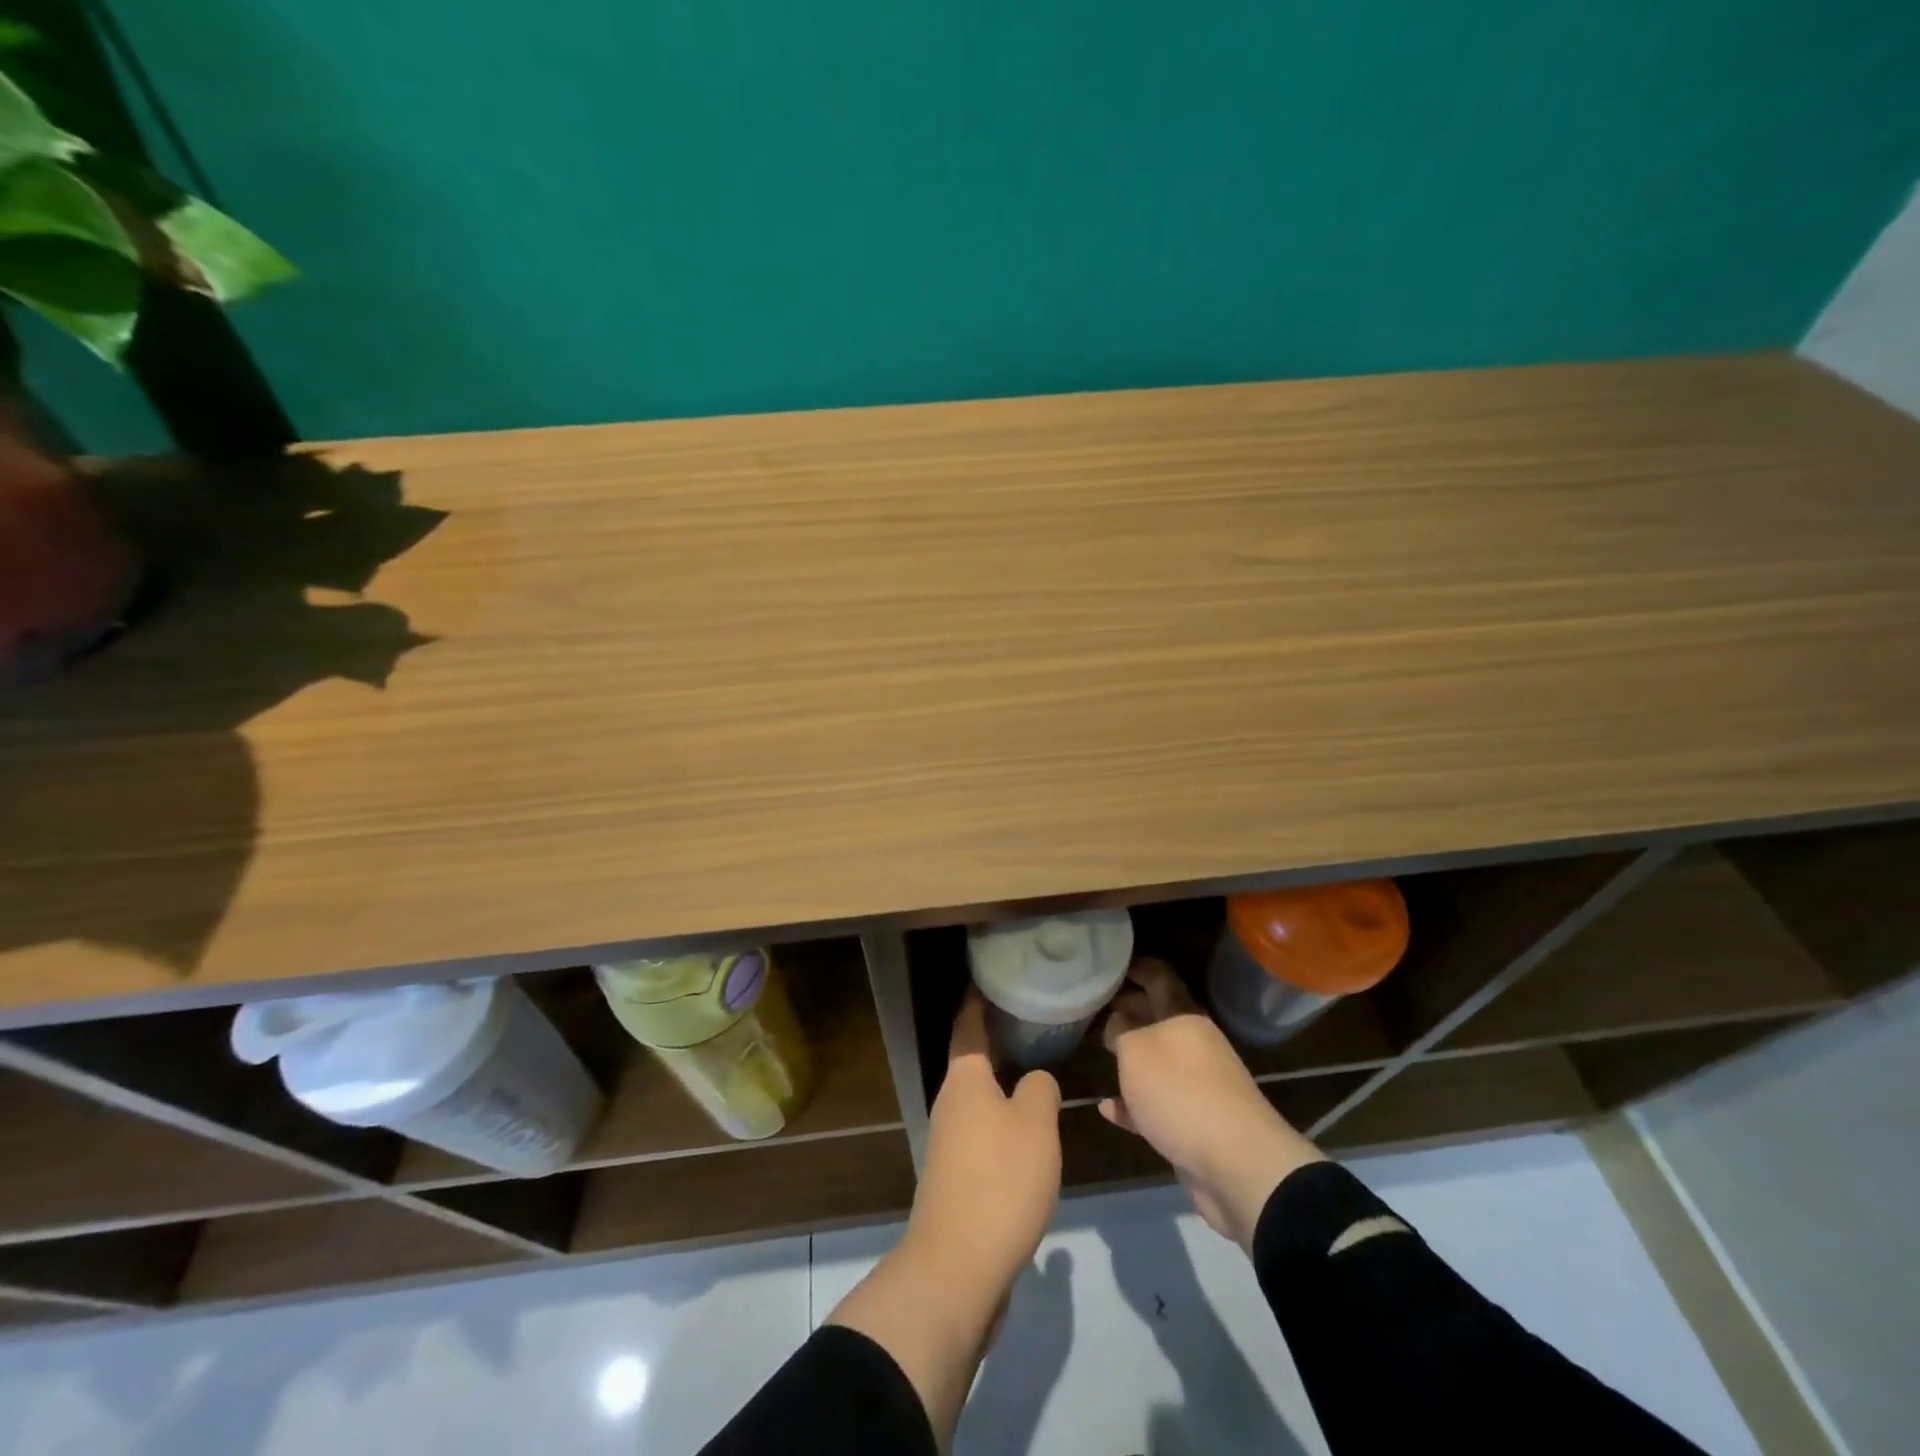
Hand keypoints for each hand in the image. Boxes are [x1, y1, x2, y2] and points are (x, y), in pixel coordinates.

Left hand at [828, 991, 1061, 1441]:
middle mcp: (950, 1103)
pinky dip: (1004, 1120)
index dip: (979, 1000)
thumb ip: (1039, 1089)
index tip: (992, 978)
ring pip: (979, 1099)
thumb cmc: (999, 1179)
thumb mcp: (1035, 1123)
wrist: (958, 1267)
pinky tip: (1030, 1132)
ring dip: (1003, 1084)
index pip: (969, 1025)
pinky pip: (983, 1132)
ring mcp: (949, 1142)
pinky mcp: (957, 1177)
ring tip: (1038, 1071)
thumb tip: (1034, 1082)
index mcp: (964, 1079)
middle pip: (973, 1061)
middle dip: (998, 1041)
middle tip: (1033, 1022)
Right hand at [1101, 959, 1325, 1250]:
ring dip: (1131, 1060)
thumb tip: (1118, 1025)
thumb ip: (1121, 1032)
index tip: (1112, 964)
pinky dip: (1133, 1106)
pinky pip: (1156, 1107)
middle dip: (1129, 1011)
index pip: (1159, 979)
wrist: (1237, 1164)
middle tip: (1096, 1006)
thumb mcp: (1135, 1051)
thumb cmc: (1181, 1092)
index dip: (1137, 968)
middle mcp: (1195, 1046)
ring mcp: (1198, 1087)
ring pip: (1157, 1064)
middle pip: (1157, 1020)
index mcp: (1185, 1018)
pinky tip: (1108, 1109)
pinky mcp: (1195, 1126)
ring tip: (1100, 1052)